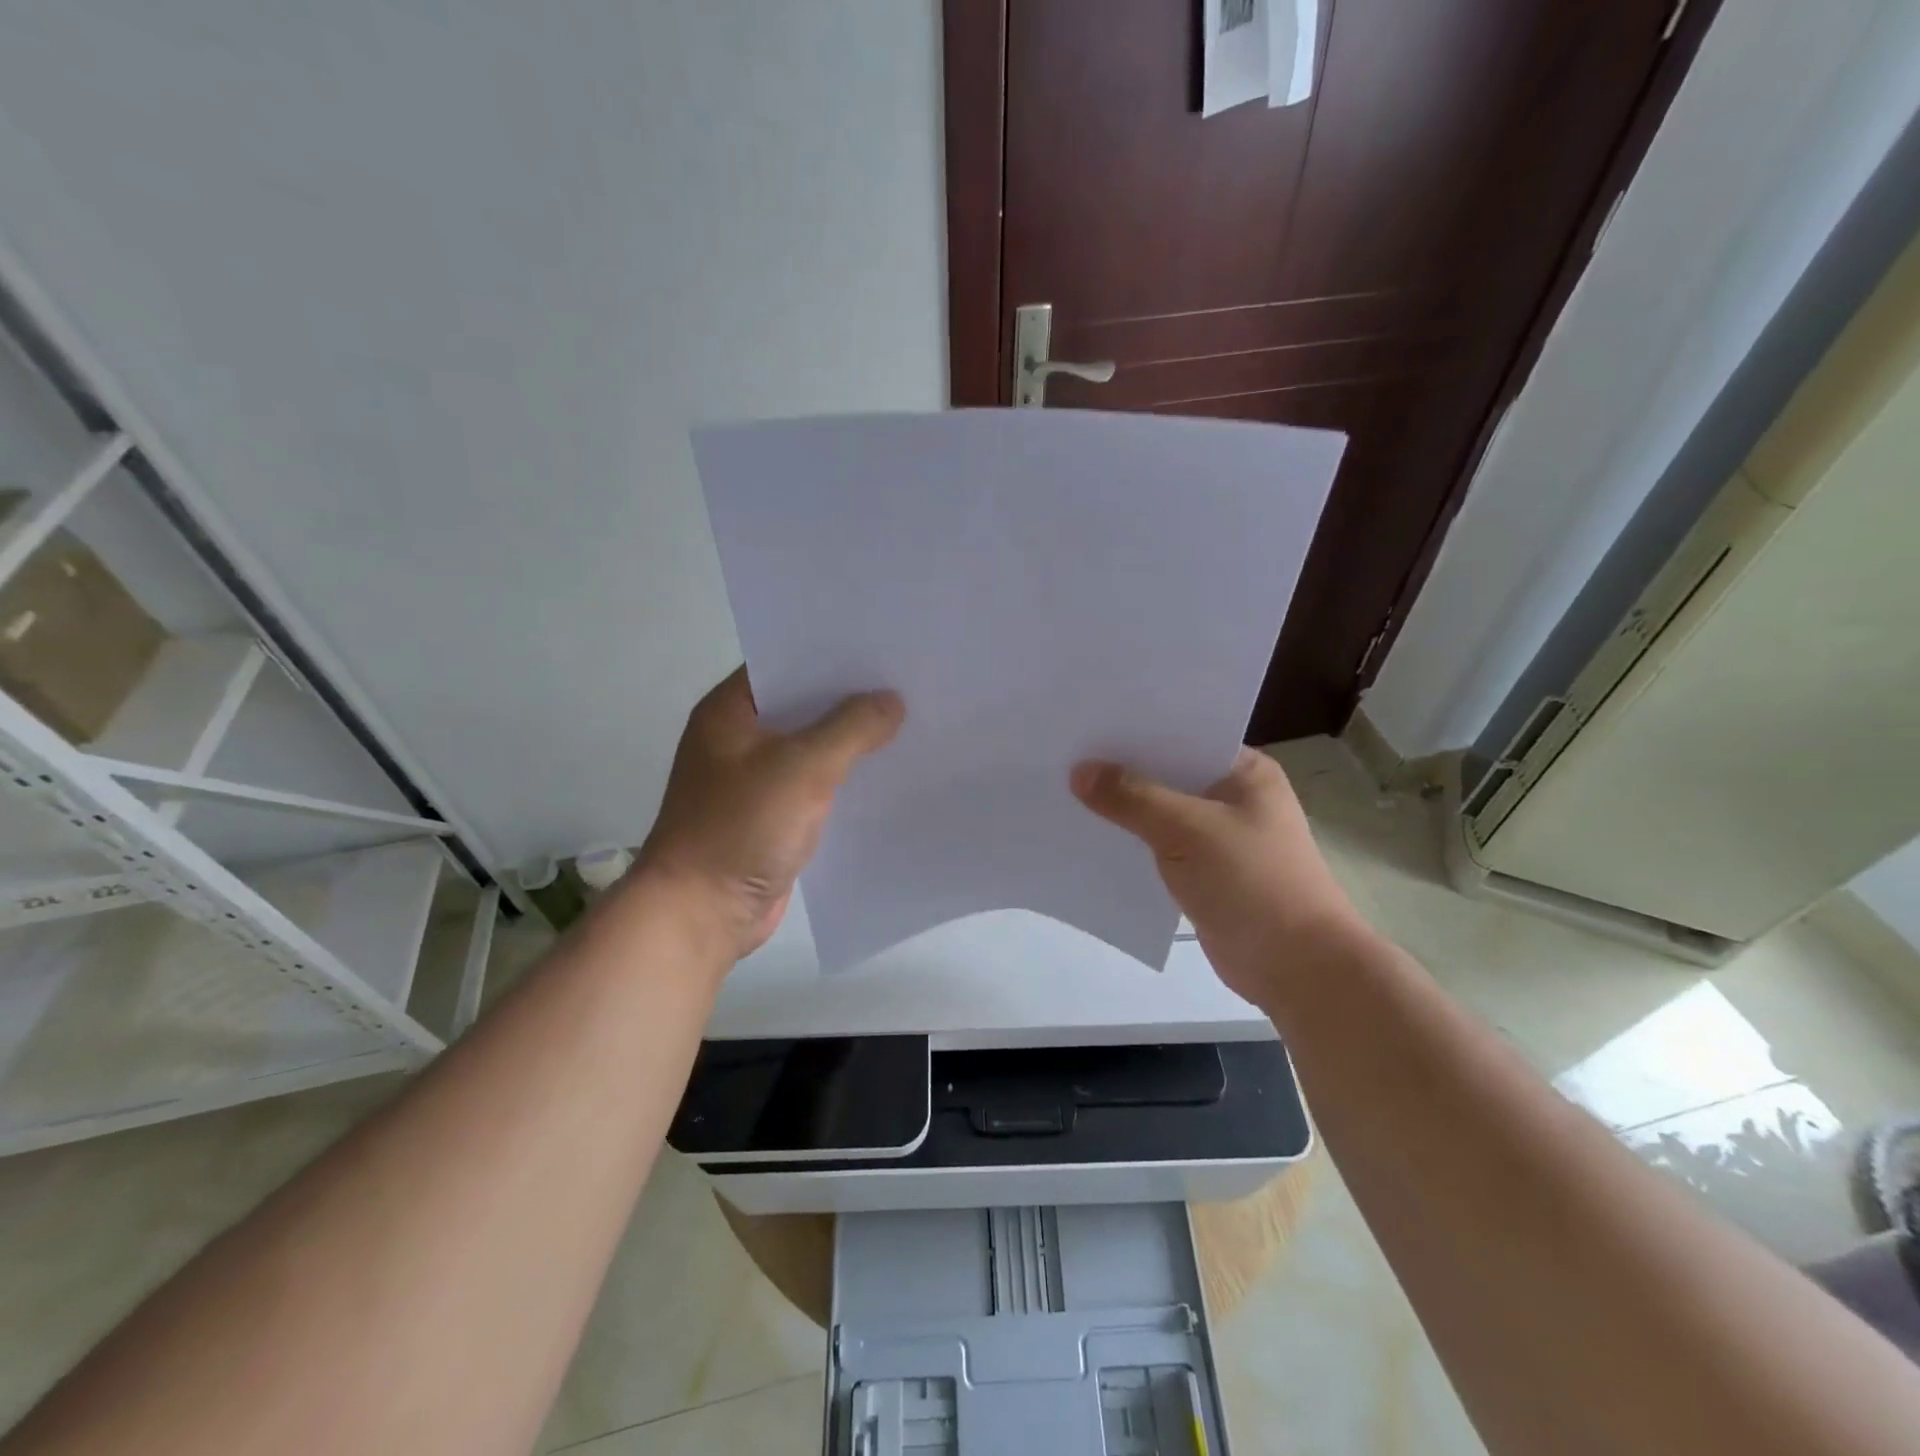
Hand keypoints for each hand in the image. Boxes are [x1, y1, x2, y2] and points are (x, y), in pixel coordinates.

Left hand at [633, 667, 903, 962]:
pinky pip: (814, 784)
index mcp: (730, 711)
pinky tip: (885, 772)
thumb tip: (892, 700)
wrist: (701, 912)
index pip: (784, 662)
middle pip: (801, 704)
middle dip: (849, 697)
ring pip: (811, 746)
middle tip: (905, 681)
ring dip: (850, 740)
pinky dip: (844, 777)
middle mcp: (738, 737)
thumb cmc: (741, 826)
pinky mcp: (770, 815)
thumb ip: (851, 728)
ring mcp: (753, 778)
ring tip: (907, 721)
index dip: (830, 653)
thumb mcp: (803, 767)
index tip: (880, 646)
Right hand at [1071, 748, 1372, 1003]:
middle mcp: (1233, 797)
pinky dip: (1131, 843)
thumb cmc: (1252, 882)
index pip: (1184, 736)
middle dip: (1122, 770)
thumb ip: (1131, 798)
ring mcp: (1219, 838)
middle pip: (1168, 774)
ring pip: (1160, 813)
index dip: (1137, 730)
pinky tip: (1090, 836)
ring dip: (1123, 810)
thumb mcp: (1187, 829)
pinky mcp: (1204, 874)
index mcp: (1245, 772)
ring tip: (1065, 790)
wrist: (1296, 967)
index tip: (1088, 722)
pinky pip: (1158, 847)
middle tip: (1065, 754)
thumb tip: (1079, 771)